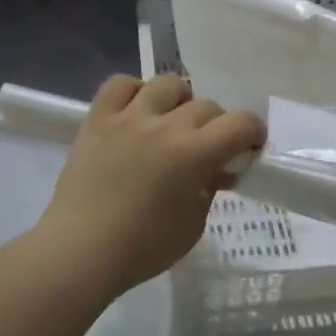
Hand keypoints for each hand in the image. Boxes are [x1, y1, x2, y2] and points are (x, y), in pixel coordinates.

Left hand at [37, 74, 265, 295]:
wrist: (81, 251)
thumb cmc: (143, 248)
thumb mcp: (193, 225)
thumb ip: (210, 189)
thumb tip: (216, 170)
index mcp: (194, 153)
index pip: (240, 124)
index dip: (253, 132)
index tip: (249, 147)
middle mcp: (164, 125)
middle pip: (206, 105)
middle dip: (217, 126)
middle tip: (209, 149)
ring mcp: (128, 118)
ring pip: (167, 84)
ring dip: (180, 102)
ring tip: (173, 123)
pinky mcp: (97, 119)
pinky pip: (120, 85)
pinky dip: (135, 93)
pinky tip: (137, 113)